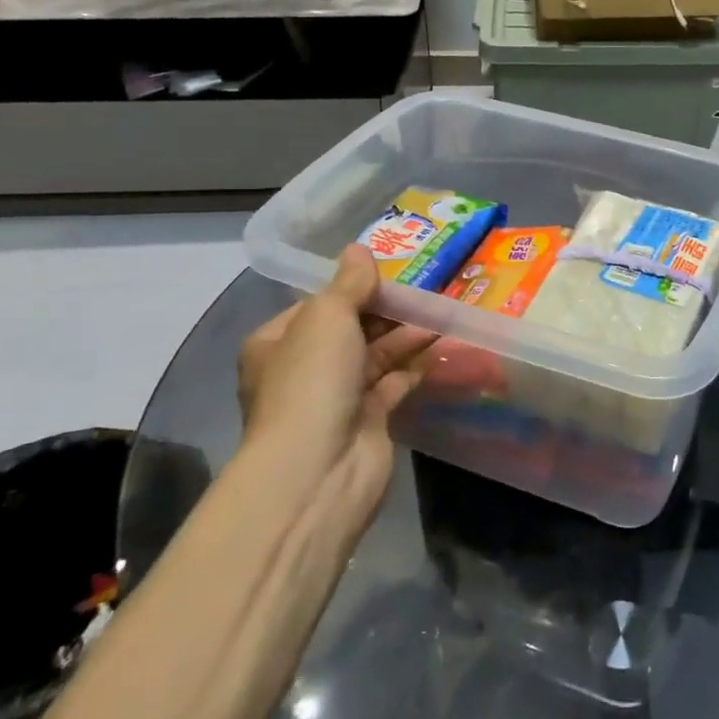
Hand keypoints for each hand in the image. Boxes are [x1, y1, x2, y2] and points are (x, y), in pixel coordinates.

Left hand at [237, 247, 436, 515]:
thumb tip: (358, 249)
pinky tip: (441, 344)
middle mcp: (303, 369)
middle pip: (350, 329)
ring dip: (406, 335)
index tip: (392, 272)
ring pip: (376, 356)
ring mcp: (336, 398)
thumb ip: (349, 283)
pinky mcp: (368, 421)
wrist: (319, 468)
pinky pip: (394, 383)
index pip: (318, 305)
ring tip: (442, 310)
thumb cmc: (312, 380)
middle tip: (426, 288)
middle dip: (386, 311)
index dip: (354, 287)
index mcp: (276, 343)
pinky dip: (415, 365)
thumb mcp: (327, 316)